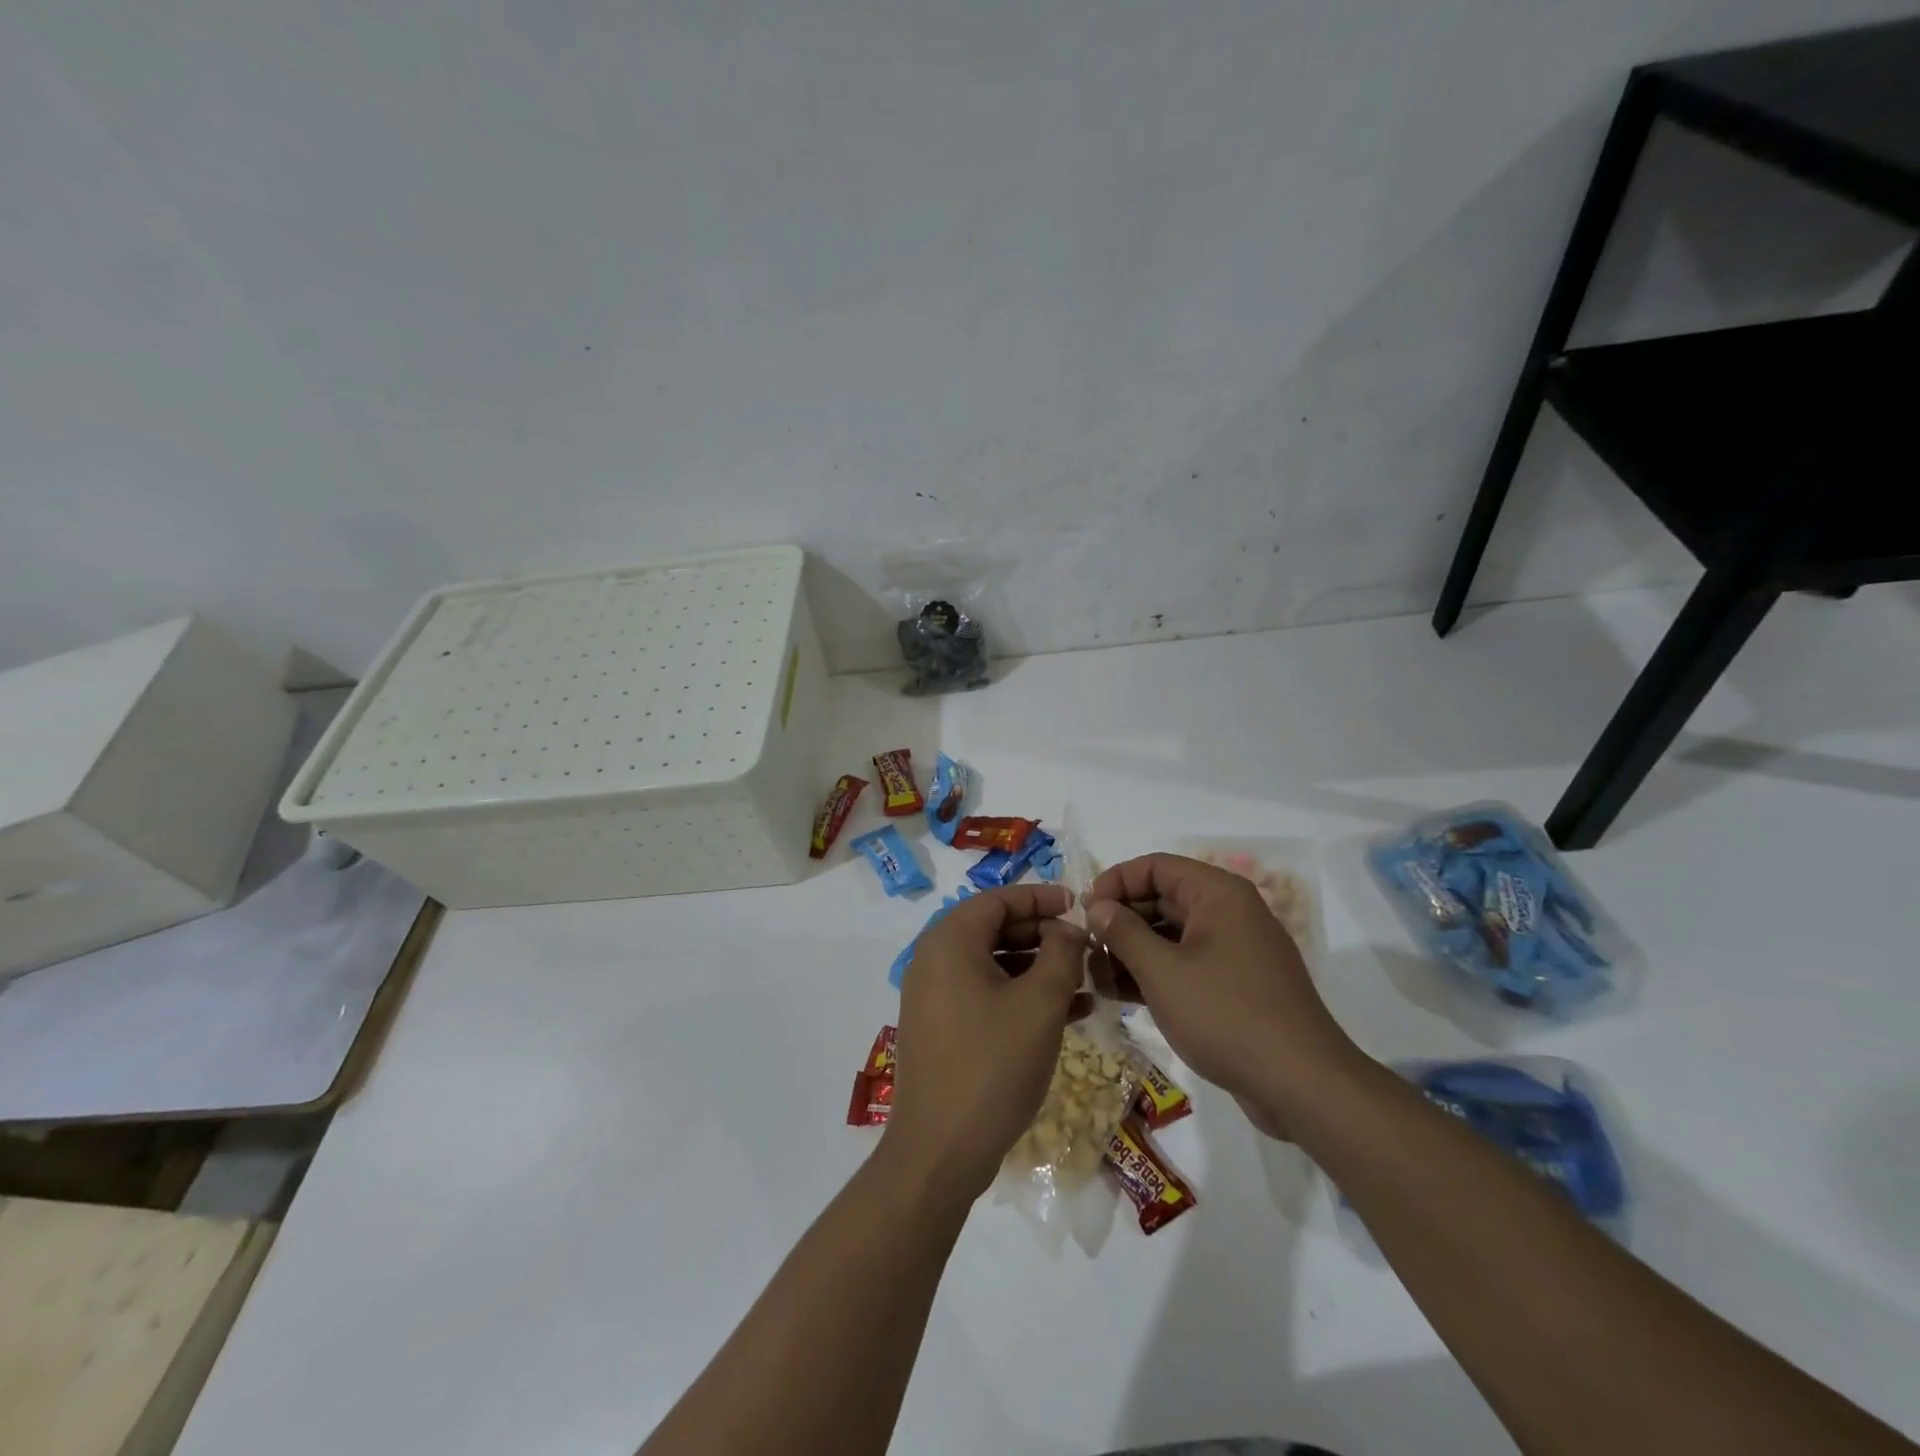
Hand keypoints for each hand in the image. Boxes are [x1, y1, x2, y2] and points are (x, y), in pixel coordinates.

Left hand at [885, 883, 1089, 1201]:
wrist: (940, 1151)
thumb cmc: (992, 1064)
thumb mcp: (1039, 1004)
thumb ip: (1061, 953)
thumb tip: (1070, 925)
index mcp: (949, 941)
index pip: (998, 899)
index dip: (1041, 898)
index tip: (1079, 905)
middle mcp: (935, 960)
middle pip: (995, 929)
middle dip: (1044, 933)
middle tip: (1086, 943)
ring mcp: (936, 997)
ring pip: (994, 965)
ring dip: (1039, 968)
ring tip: (1086, 978)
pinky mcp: (943, 1028)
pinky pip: (987, 996)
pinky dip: (1022, 996)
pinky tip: (1068, 1011)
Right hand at [1086, 854, 1364, 1138]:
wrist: (1302, 1085)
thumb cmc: (1226, 1015)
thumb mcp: (1163, 972)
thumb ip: (1123, 932)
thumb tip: (1097, 906)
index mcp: (1218, 894)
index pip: (1156, 866)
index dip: (1116, 882)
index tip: (1083, 911)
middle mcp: (1229, 913)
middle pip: (1162, 899)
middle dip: (1120, 921)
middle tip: (1084, 948)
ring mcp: (1235, 950)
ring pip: (1172, 935)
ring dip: (1132, 951)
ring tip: (1095, 976)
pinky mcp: (1236, 985)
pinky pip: (1187, 964)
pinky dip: (1155, 973)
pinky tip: (1121, 995)